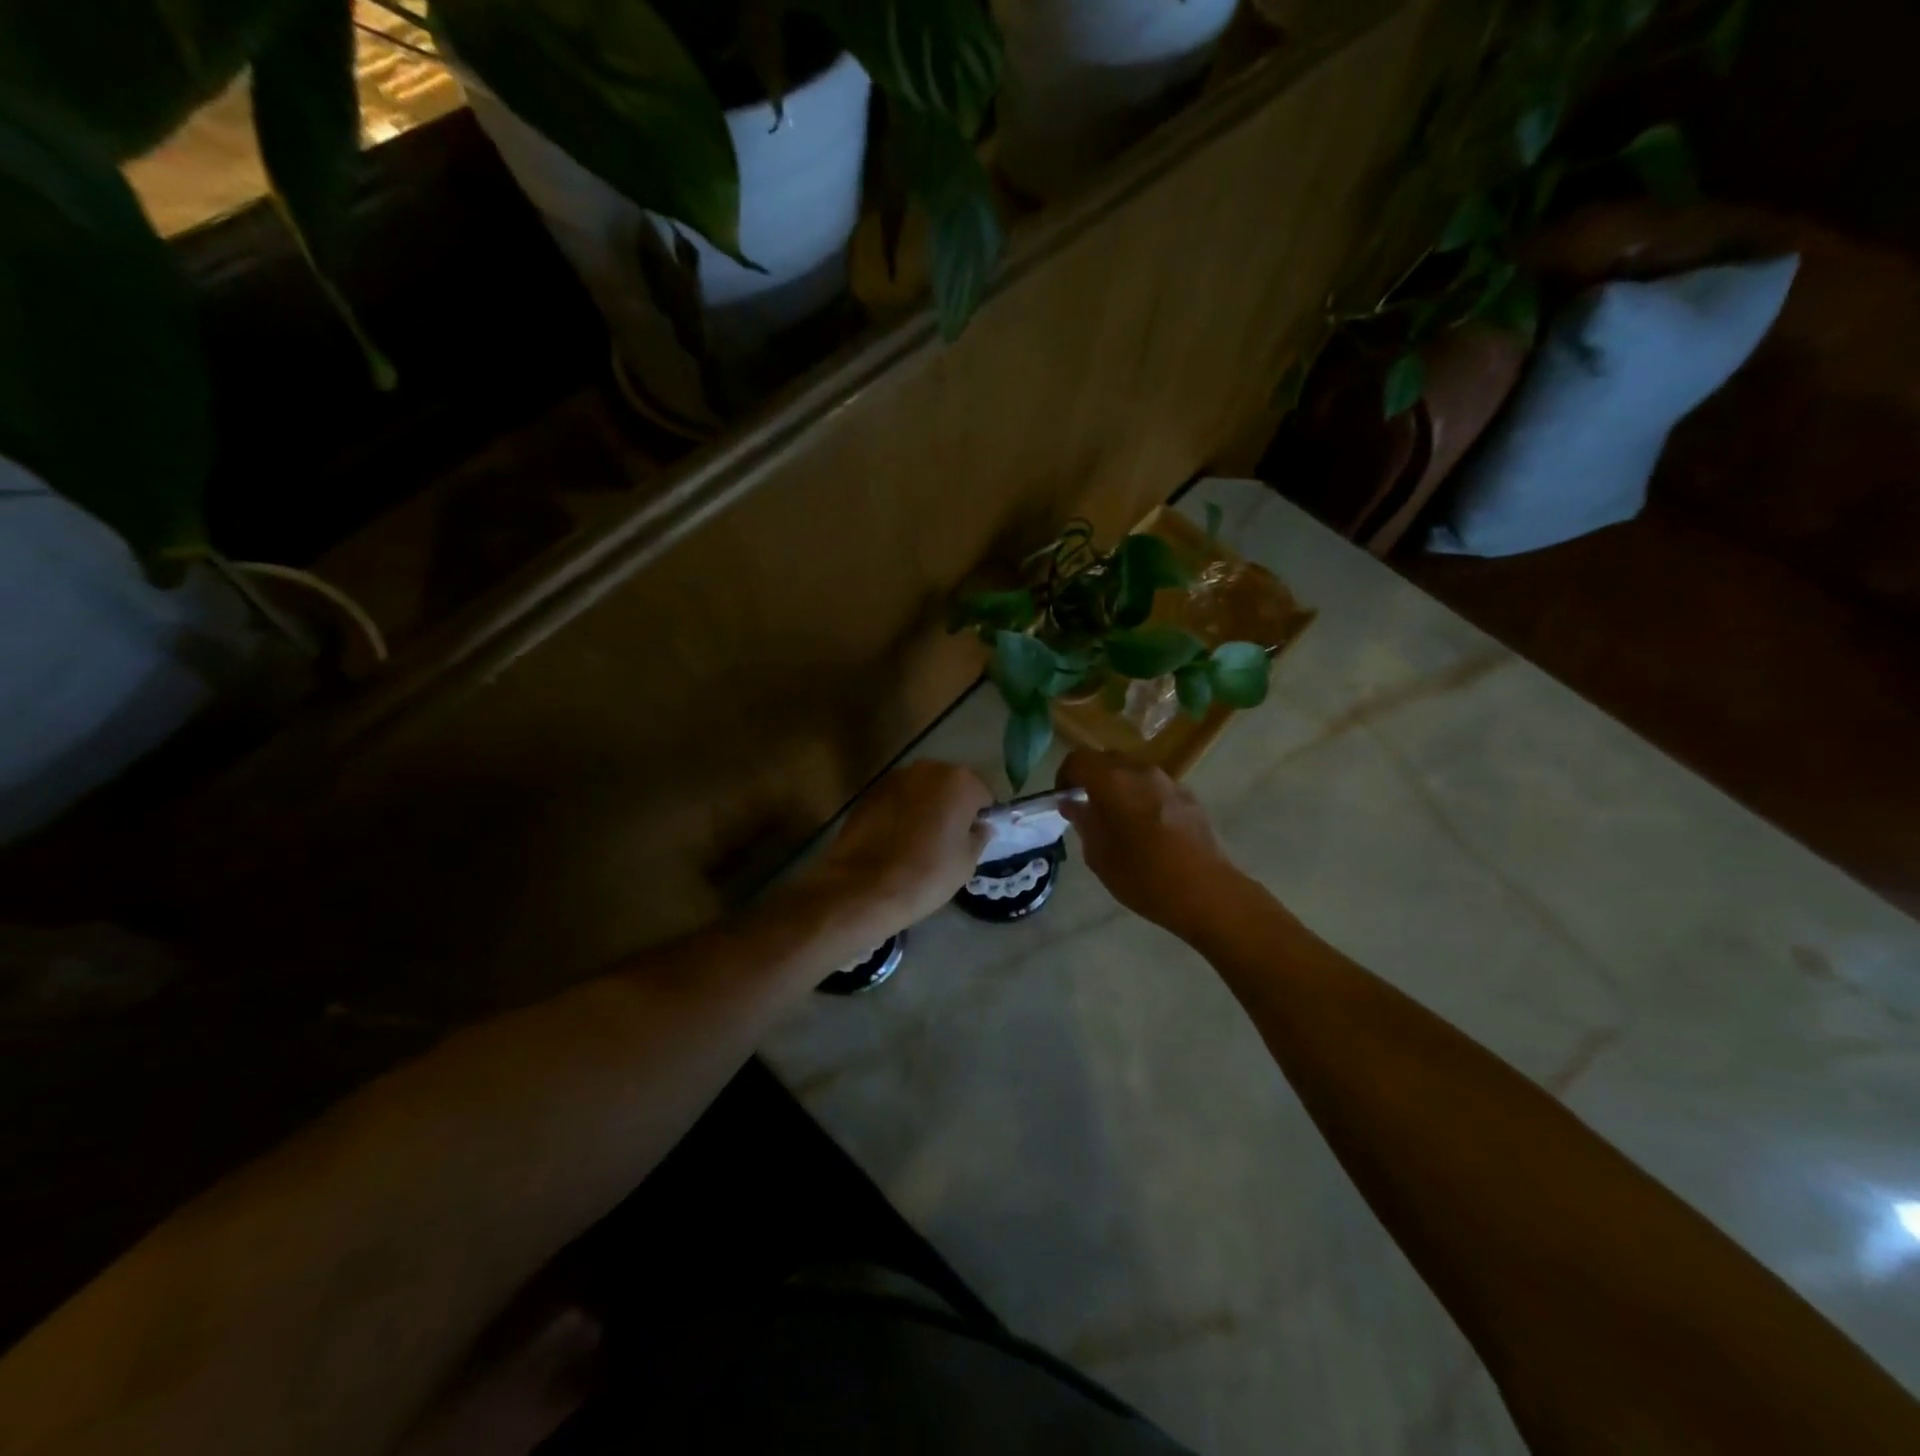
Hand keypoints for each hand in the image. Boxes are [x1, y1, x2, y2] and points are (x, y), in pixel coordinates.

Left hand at [803, 761, 993, 938]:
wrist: (865, 887)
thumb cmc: (927, 873)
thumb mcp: (967, 861)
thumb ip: (978, 836)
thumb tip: (979, 827)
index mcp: (959, 781)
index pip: (981, 796)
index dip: (979, 818)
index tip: (972, 839)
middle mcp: (927, 769)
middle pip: (949, 787)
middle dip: (951, 807)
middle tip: (947, 840)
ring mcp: (894, 778)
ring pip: (920, 791)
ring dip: (924, 808)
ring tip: (918, 842)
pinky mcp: (868, 793)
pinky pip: (895, 801)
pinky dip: (899, 814)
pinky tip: (894, 841)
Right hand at [1056, 751, 1246, 934]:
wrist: (1205, 892)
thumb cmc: (1143, 877)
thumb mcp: (1099, 856)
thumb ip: (1083, 822)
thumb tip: (1071, 803)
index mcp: (1112, 782)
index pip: (1078, 760)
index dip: (1065, 775)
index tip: (1063, 798)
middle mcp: (1140, 771)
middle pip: (1107, 760)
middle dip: (1092, 778)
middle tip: (1087, 808)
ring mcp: (1169, 781)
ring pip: (1133, 772)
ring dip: (1119, 787)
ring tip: (1118, 820)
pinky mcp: (1189, 796)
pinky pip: (1156, 786)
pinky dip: (1143, 797)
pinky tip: (1148, 829)